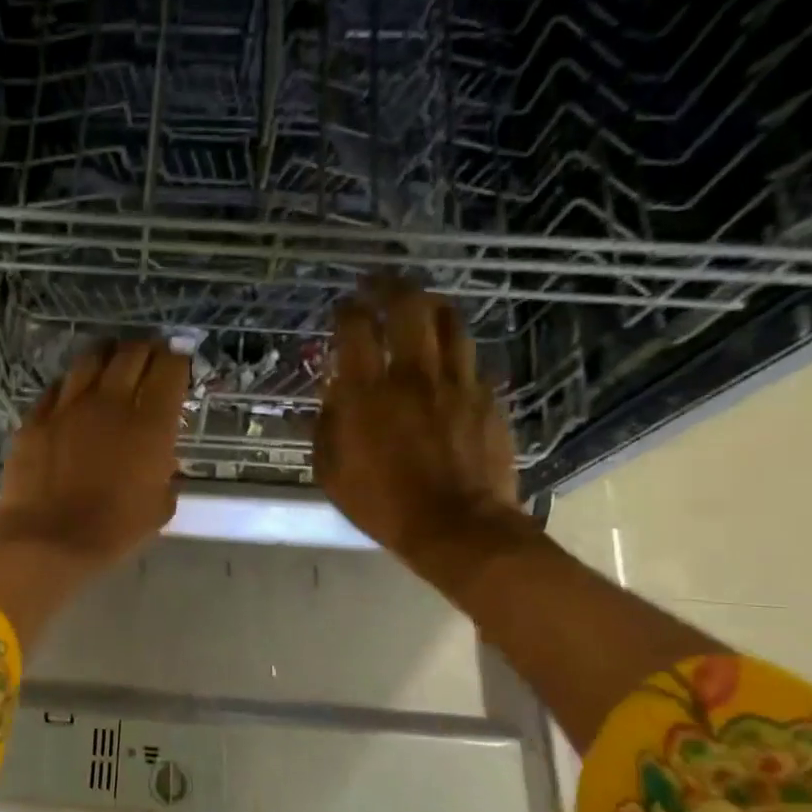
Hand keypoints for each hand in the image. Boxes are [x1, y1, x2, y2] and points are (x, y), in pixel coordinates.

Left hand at [0, 339, 189, 566]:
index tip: (178, 361)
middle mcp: (111, 402)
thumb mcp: (158, 507)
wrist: (47, 539)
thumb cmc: (112, 530)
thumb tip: (160, 461)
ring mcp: (69, 406)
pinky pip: (57, 387)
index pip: (170, 370)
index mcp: (150, 424)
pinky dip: (71, 383)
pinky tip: (74, 390)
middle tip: (149, 355)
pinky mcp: (36, 417)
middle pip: (132, 354)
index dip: (177, 359)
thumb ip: (165, 474)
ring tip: (112, 360)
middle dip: (146, 349)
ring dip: (108, 355)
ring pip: (91, 359)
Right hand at [314, 283, 528, 575]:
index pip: (356, 329)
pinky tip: (445, 360)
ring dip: (429, 307)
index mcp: (368, 393)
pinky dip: (453, 352)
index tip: (342, 306)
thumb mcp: (331, 473)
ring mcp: (457, 383)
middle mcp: (413, 375)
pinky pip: (469, 360)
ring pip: (449, 322)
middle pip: (409, 306)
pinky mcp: (486, 398)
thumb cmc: (383, 505)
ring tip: (418, 305)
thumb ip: (325, 428)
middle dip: (390, 286)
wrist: (457, 528)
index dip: (347, 310)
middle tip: (378, 283)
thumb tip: (328, 398)